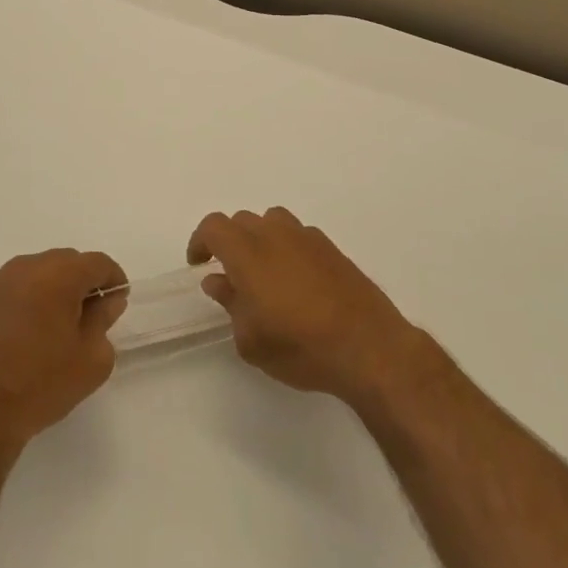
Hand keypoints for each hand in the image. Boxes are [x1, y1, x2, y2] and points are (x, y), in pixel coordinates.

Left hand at [0, 249, 127, 459]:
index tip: (116, 300)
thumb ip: (104, 321)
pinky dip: (12, 305)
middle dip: (78, 282)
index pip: (97, 263)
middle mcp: (22, 269)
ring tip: (44, 328)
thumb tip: (107, 301)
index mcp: (58, 277)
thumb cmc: (40, 387)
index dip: (112, 279)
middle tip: (83, 316)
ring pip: (28, 275)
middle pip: (62, 262)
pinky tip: (11, 338)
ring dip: (43, 291)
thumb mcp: (92, 361)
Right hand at [188, 208, 422, 408]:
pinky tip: (295, 280)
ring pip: (272, 221)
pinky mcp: (332, 249)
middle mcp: (276, 235)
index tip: (199, 264)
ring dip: (260, 238)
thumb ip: (230, 304)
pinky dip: (287, 247)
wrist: (367, 346)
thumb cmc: (300, 347)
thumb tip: (218, 281)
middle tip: (229, 274)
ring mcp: (307, 238)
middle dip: (229, 241)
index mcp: (248, 253)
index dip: (201, 241)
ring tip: (263, 273)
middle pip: (242, 220)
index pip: (214, 227)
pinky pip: (299, 235)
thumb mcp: (251, 340)